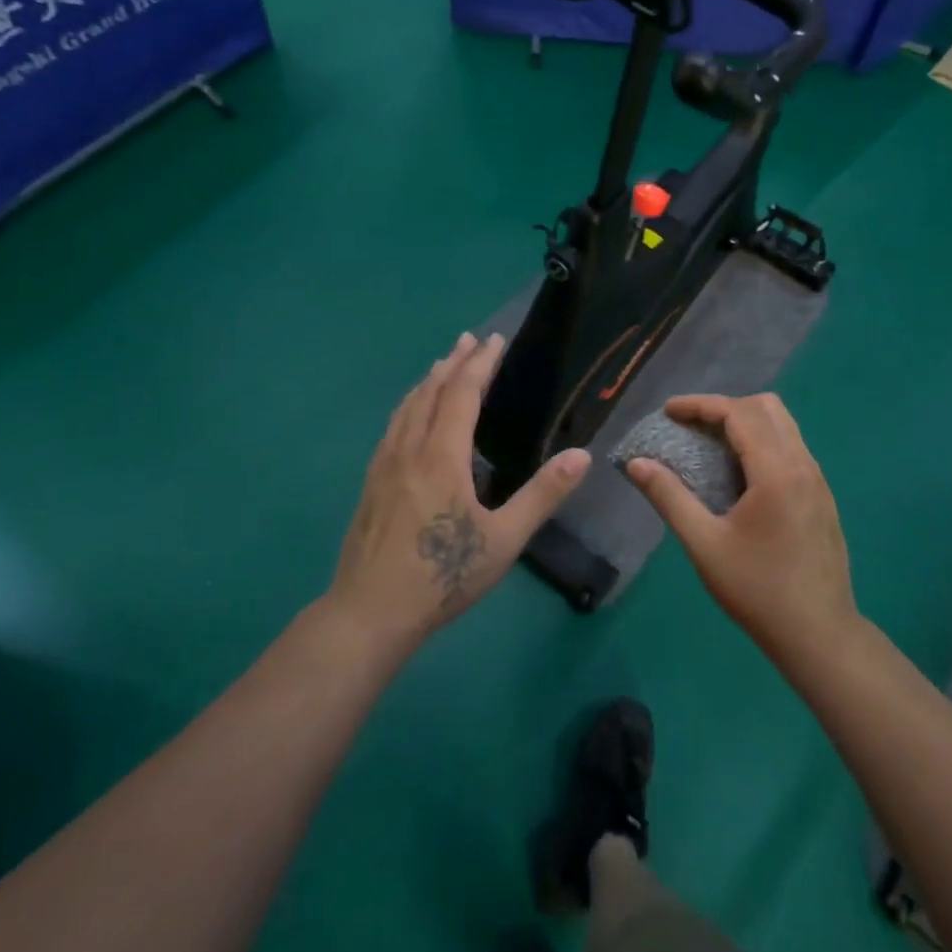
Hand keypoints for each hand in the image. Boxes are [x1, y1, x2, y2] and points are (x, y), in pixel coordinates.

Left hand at [329, 333, 590, 651]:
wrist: (370, 612)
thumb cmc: (443, 575)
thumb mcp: (504, 540)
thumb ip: (542, 495)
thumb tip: (582, 455)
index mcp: (442, 456)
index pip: (463, 394)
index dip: (481, 365)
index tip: (495, 340)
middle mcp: (410, 449)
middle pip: (431, 392)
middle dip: (453, 362)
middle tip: (469, 339)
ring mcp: (384, 465)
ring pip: (407, 407)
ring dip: (428, 380)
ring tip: (442, 365)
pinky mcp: (371, 482)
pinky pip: (393, 426)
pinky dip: (409, 405)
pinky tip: (411, 416)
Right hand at [624, 393, 857, 661]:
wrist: (819, 635)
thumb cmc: (757, 590)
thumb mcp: (704, 545)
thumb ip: (669, 497)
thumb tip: (636, 463)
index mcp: (777, 472)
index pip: (739, 413)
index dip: (700, 405)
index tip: (668, 412)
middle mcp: (804, 465)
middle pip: (767, 408)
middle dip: (724, 407)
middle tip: (690, 426)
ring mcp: (818, 481)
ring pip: (784, 426)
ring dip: (746, 423)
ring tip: (710, 444)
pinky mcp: (823, 498)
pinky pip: (792, 448)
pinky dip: (762, 442)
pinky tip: (740, 474)